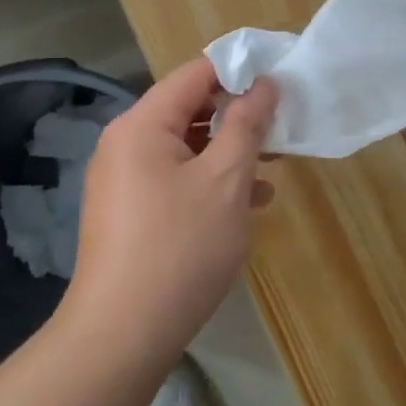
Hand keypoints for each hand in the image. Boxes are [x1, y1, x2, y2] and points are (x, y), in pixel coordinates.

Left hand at [62, 59, 278, 363]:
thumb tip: (263, 85)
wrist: (121, 335)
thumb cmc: (180, 248)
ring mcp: (123, 181)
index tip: (281, 81)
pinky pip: (175, 180)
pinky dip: (210, 183)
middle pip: (189, 110)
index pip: (195, 73)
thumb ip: (246, 125)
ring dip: (229, 153)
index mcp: (142, 125)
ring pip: (186, 149)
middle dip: (238, 117)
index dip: (240, 71)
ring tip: (273, 170)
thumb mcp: (226, 180)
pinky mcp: (129, 213)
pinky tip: (246, 205)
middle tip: (283, 130)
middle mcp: (125, 144)